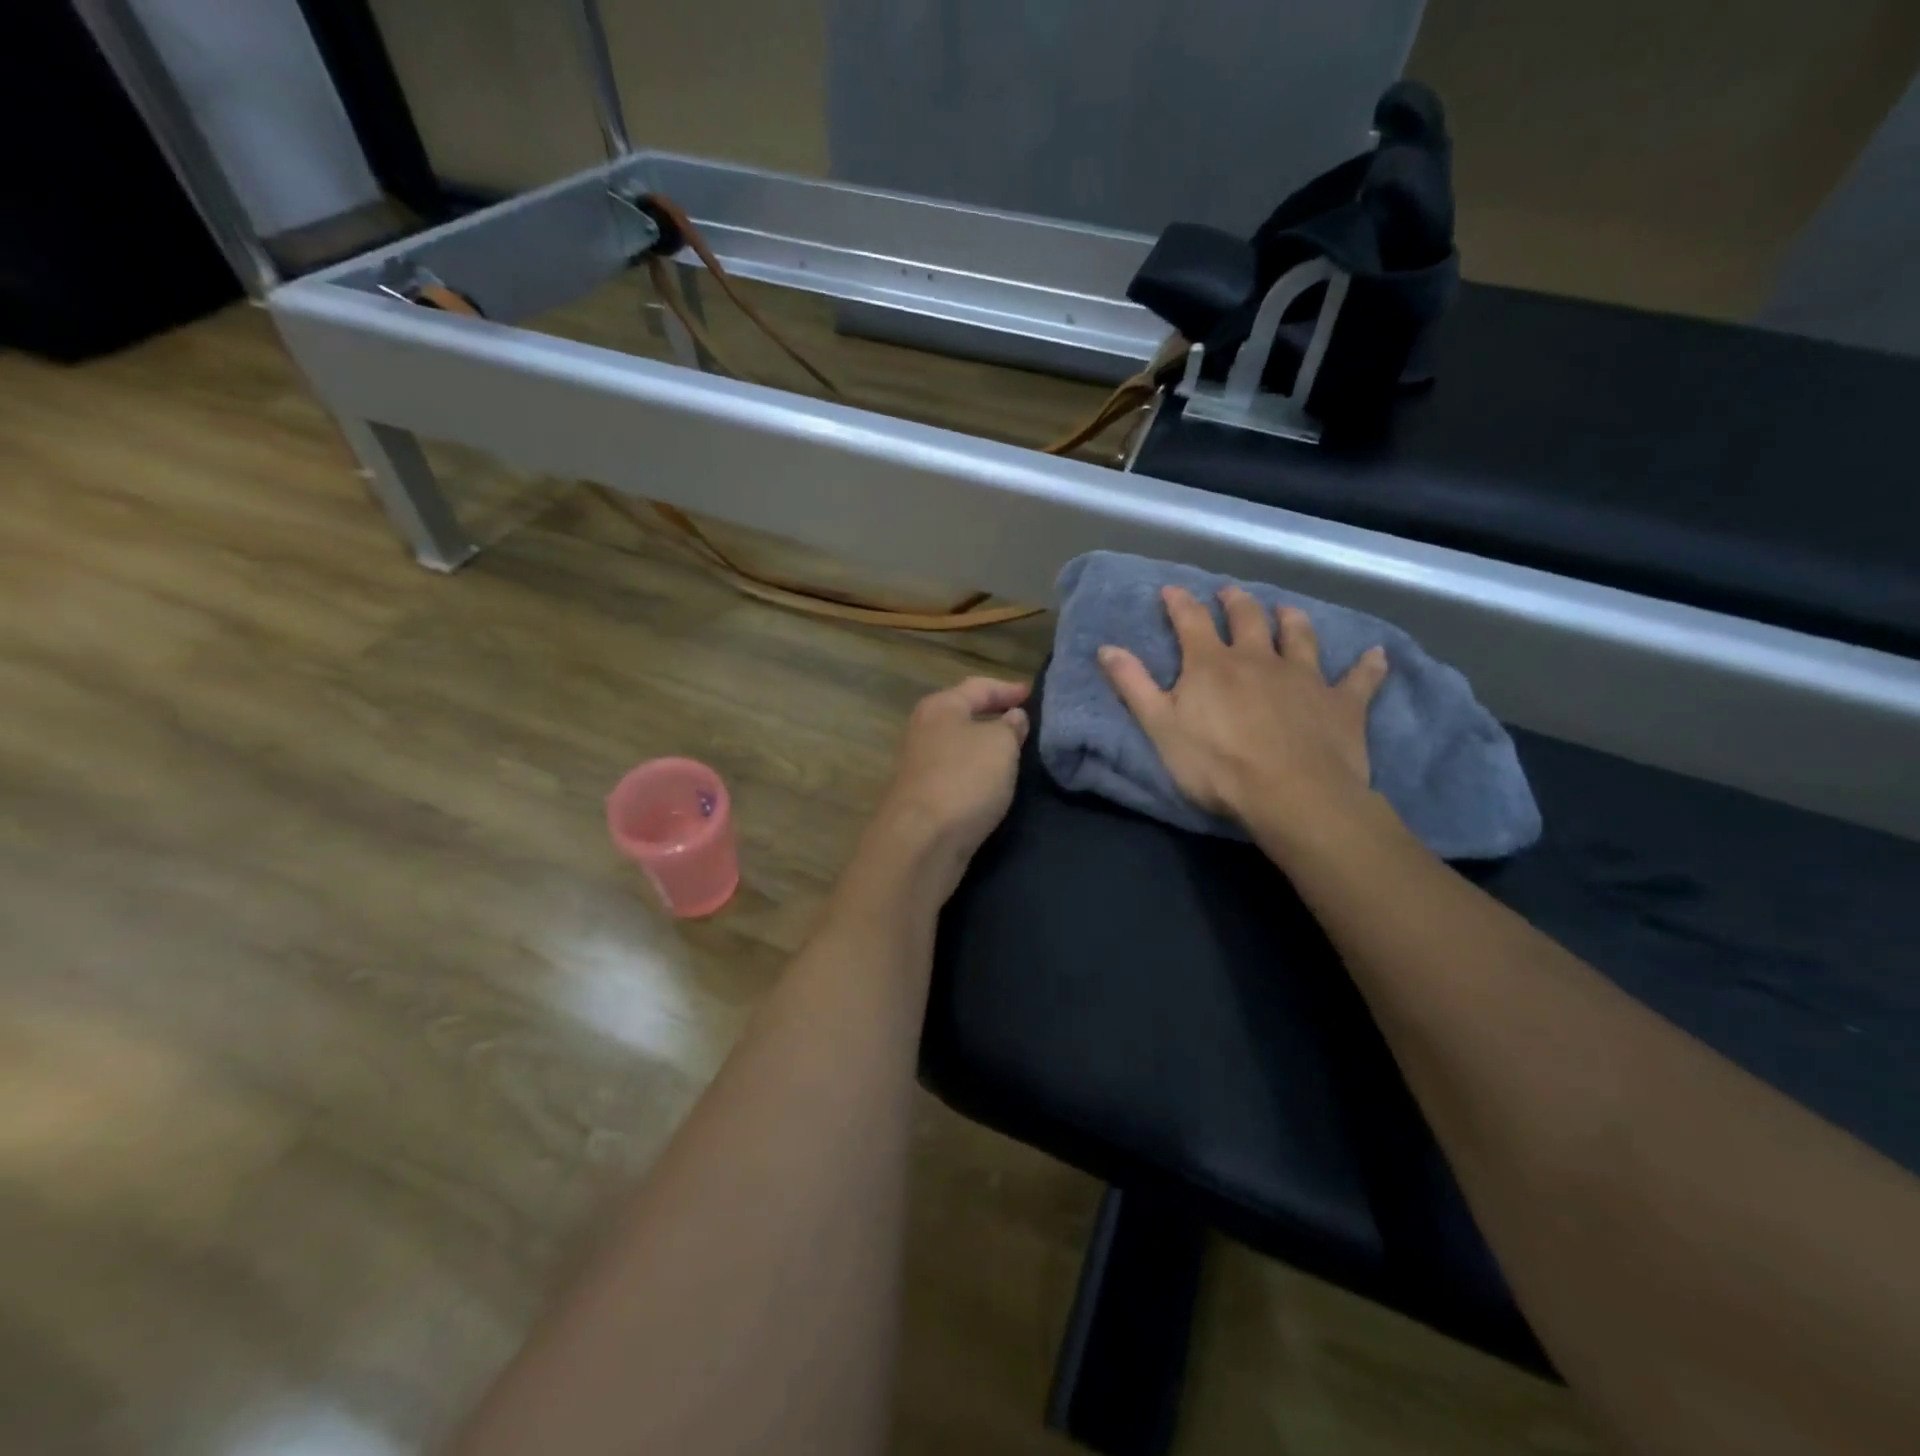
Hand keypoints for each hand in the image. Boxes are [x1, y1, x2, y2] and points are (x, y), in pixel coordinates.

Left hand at [866, 677, 1029, 897]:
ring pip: (961, 746)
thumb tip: (1013, 717)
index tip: (1034, 695)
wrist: (922, 840)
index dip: (1008, 689)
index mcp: (940, 707)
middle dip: (995, 717)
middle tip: (1027, 723)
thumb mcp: (1000, 744)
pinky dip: (978, 773)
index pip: (979, 686)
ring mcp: (921, 765)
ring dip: (986, 748)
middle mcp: (924, 730)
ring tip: (1018, 753)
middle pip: (965, 715)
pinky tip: (995, 783)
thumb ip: (1011, 726)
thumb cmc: (964, 779)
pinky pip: (958, 774)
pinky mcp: (923, 796)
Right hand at [1099, 586, 1387, 834]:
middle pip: (1247, 619)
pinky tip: (1377, 655)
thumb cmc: (1216, 765)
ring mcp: (1304, 677)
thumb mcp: (1160, 727)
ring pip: (1300, 637)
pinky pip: (1360, 678)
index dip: (1179, 603)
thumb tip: (1106, 648)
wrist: (1291, 795)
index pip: (1191, 621)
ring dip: (1291, 620)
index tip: (1171, 590)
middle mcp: (1259, 659)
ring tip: (1286, 612)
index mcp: (1212, 664)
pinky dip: (1368, 665)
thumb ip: (1133, 685)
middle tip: (1230, 594)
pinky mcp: (1342, 703)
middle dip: (1235, 603)